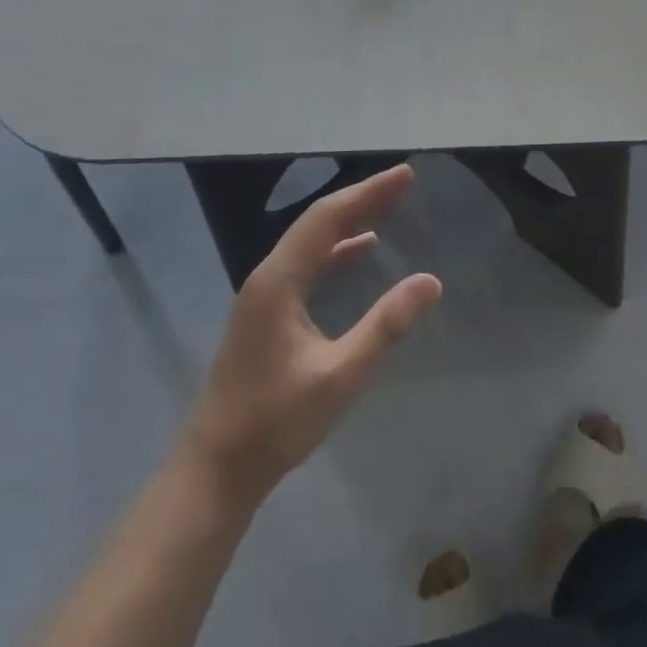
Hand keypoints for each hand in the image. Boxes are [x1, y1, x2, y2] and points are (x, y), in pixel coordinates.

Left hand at [181, 165, 440, 502]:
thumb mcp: (339, 376)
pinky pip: (307, 265)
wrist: (215, 471)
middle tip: (403, 183)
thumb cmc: (275, 423)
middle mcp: (268, 277)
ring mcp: (264, 296)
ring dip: (349, 221)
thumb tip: (430, 281)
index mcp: (279, 281)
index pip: (328, 218)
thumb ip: (385, 326)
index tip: (405, 175)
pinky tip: (360, 251)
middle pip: (318, 223)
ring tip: (388, 207)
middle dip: (362, 199)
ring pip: (312, 242)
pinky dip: (337, 250)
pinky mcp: (266, 315)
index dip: (368, 192)